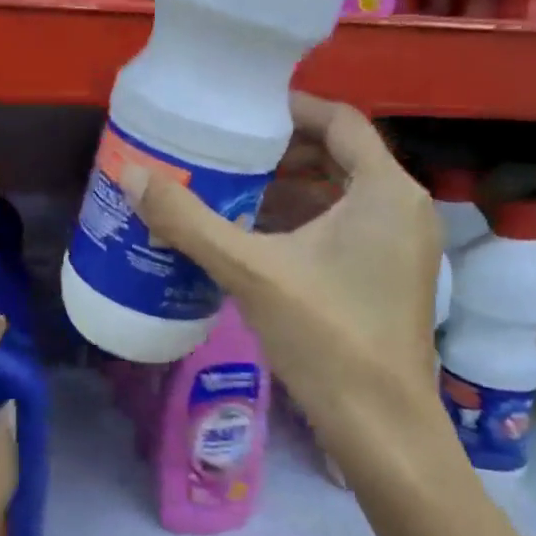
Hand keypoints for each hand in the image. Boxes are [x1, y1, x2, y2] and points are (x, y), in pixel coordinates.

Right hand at [122, 94, 444, 448]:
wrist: (380, 428)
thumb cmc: (327, 337)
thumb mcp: (251, 271)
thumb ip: (190, 221)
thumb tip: (132, 175)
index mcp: (386, 191)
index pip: (338, 120)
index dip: (289, 108)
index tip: (240, 110)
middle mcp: (403, 207)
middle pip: (339, 154)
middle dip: (281, 149)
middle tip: (225, 148)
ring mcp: (401, 245)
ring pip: (341, 193)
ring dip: (290, 186)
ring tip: (230, 184)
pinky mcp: (389, 275)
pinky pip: (345, 225)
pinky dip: (304, 219)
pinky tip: (255, 233)